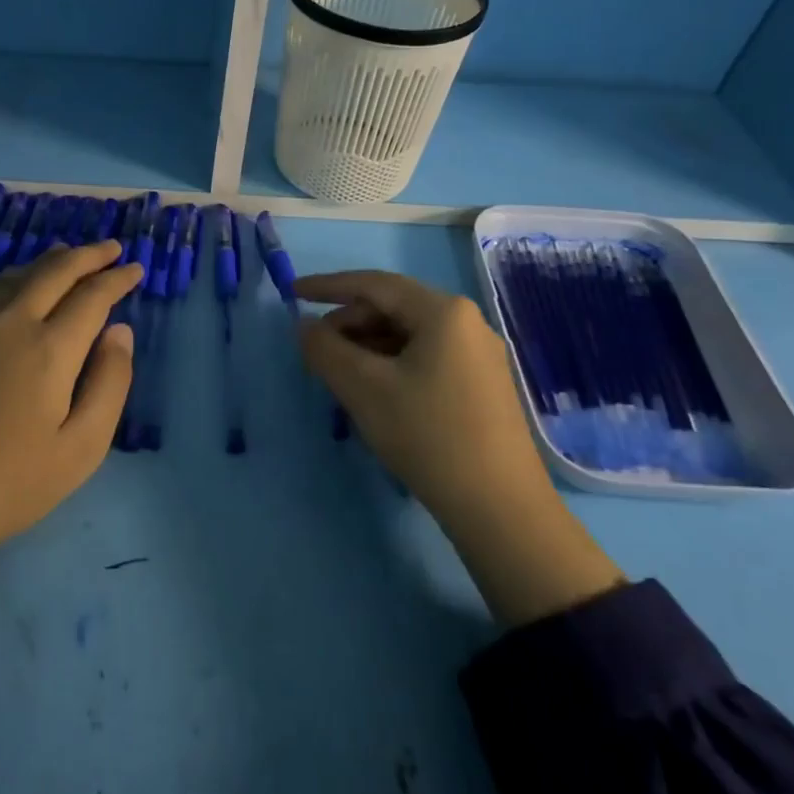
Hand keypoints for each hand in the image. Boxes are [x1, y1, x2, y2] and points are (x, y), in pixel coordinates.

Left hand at [0, 240, 141, 650]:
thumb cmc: (13, 483)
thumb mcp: (83, 446)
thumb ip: (111, 382)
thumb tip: (120, 332)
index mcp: (49, 348)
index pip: (92, 295)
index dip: (117, 278)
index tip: (134, 269)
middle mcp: (9, 322)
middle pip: (54, 271)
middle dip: (87, 255)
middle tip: (109, 248)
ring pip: (15, 275)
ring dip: (48, 262)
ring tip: (67, 256)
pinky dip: (13, 280)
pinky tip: (17, 288)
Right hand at [296, 270, 624, 626]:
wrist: (500, 509)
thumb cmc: (428, 435)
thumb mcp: (363, 389)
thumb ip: (325, 349)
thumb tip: (304, 326)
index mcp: (443, 311)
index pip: (373, 284)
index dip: (328, 286)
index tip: (292, 292)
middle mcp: (467, 322)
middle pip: (393, 308)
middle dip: (349, 323)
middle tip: (315, 349)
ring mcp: (479, 355)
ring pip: (409, 335)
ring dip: (368, 347)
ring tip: (339, 375)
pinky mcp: (482, 386)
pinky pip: (426, 358)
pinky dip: (391, 365)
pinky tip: (374, 392)